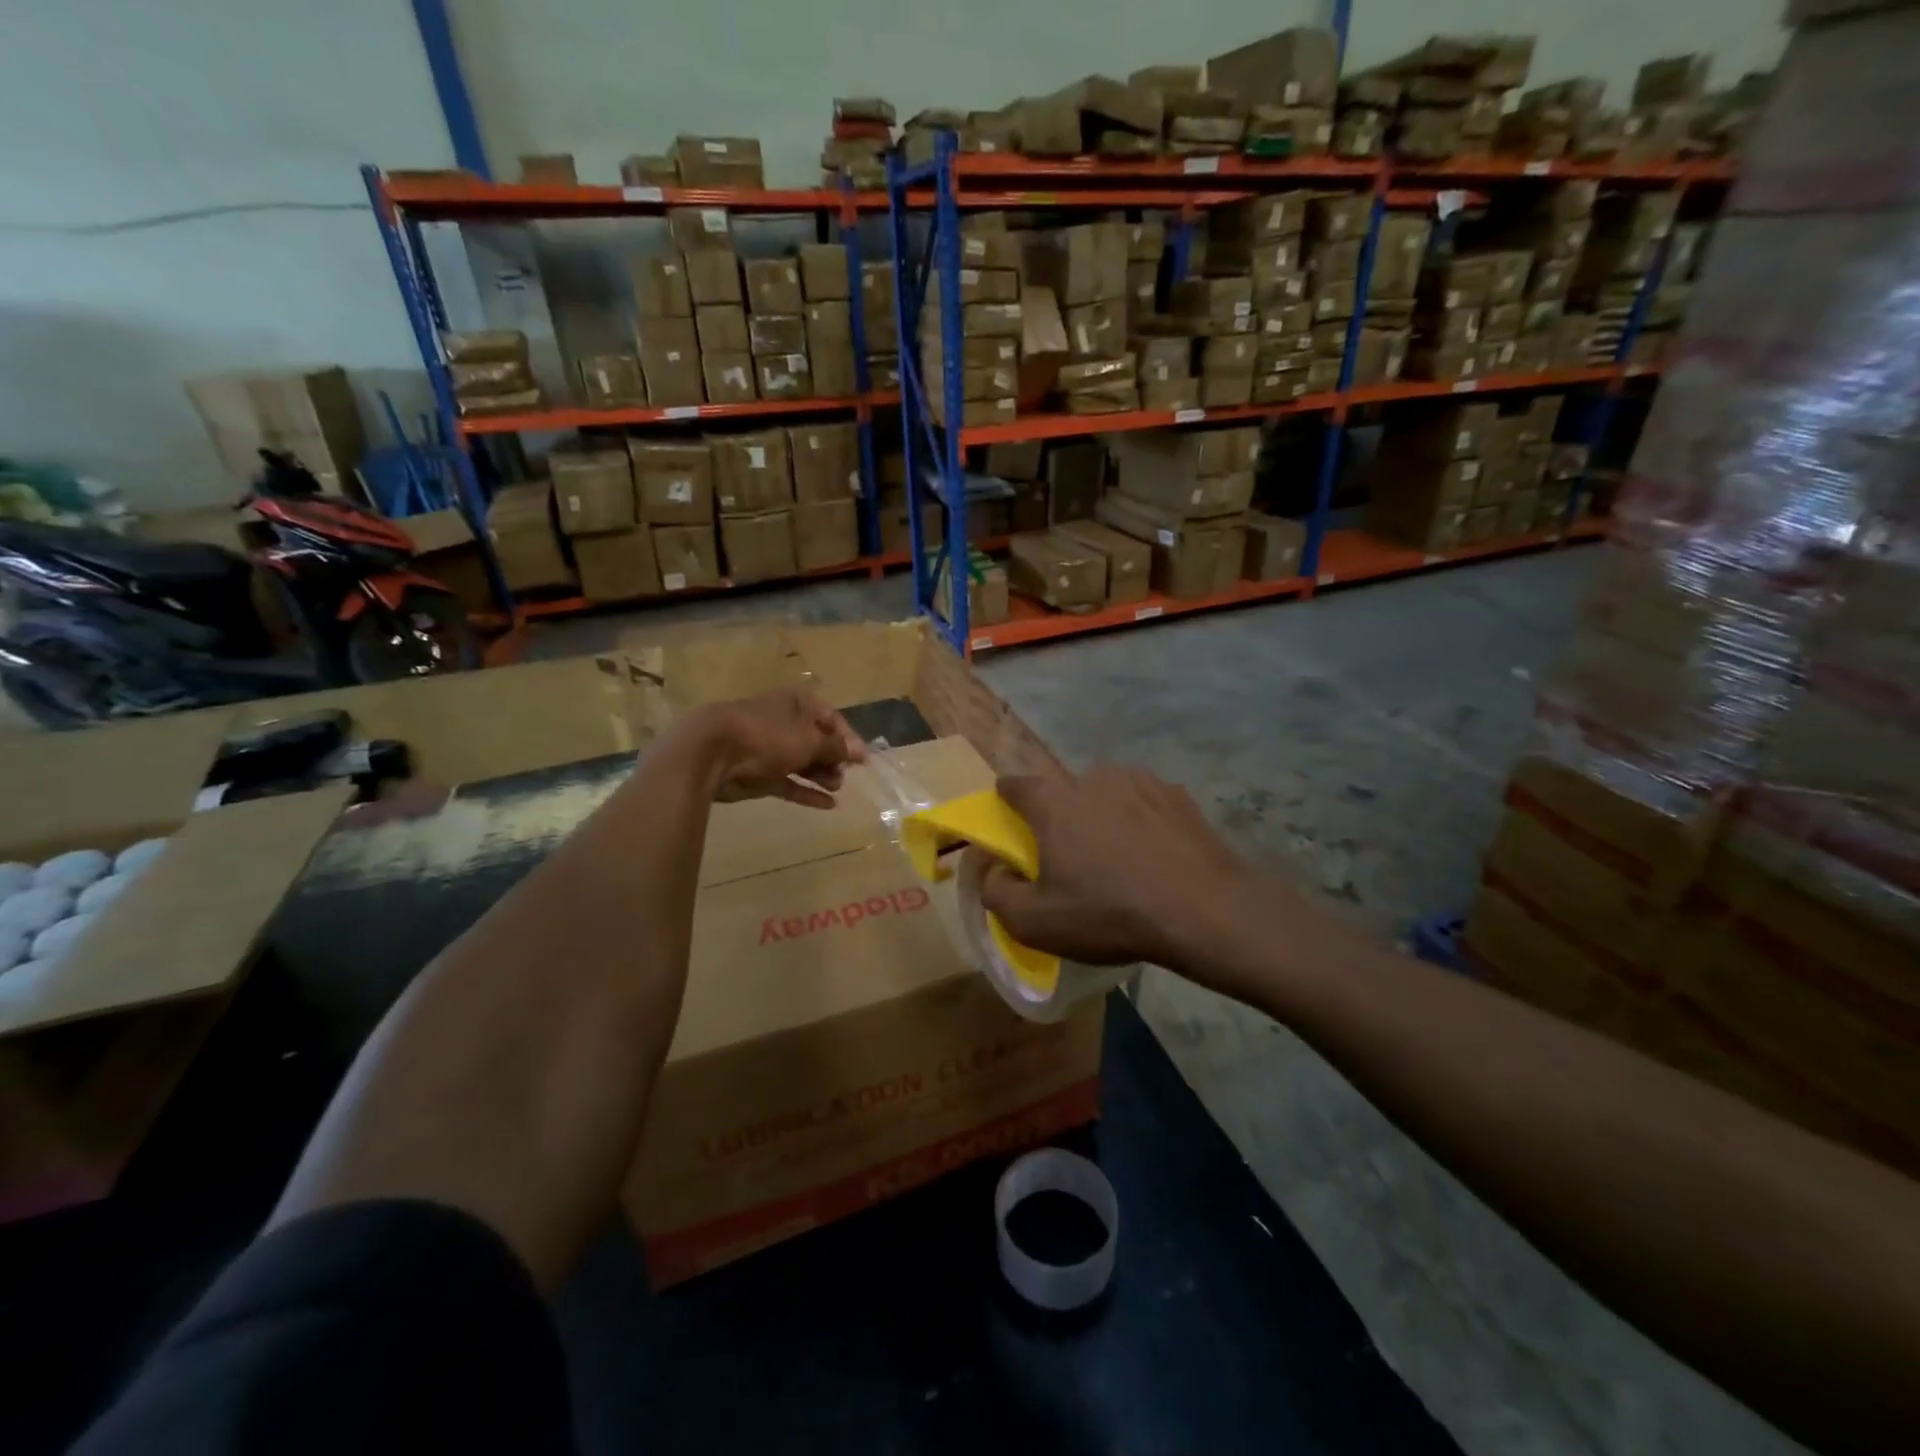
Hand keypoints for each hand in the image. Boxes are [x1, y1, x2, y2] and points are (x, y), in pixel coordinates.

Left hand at [692, 689, 865, 808]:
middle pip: (816, 741)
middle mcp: (784, 722)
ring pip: (802, 762)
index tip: (863, 759)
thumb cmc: (768, 735)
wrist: (712, 753)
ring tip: (837, 787)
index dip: (848, 738)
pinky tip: (829, 805)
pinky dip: (807, 792)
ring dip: (822, 775)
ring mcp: (769, 749)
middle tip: (847, 774)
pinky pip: (789, 783)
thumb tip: (858, 752)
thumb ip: (836, 748)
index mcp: (796, 703)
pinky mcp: (758, 775)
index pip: (830, 718)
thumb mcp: (809, 739)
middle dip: (834, 758)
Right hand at [978, 767, 1254, 973]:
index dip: (1006, 805)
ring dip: (1100, 818)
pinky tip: (1153, 857)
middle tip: (1070, 860)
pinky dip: (1139, 822)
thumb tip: (995, 871)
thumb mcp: (1033, 922)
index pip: (1013, 784)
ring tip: (1118, 861)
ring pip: (1104, 795)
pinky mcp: (1176, 793)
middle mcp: (1092, 776)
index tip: (1014, 832)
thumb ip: (996, 892)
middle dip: (1058, 818)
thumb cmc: (1108, 913)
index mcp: (1052, 800)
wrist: (1203, 911)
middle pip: (1061, 791)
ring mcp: (1138, 780)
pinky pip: (1142, 803)